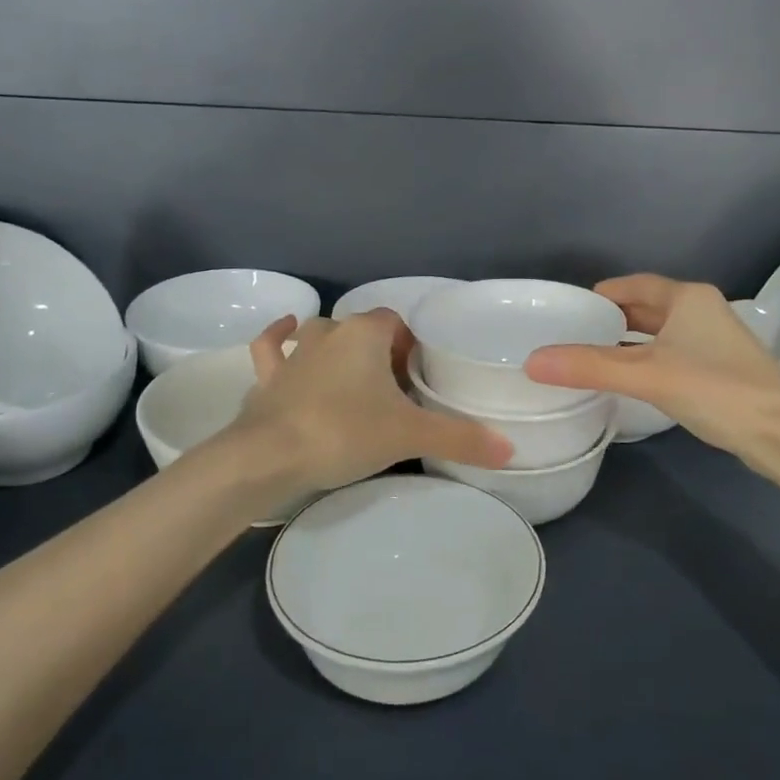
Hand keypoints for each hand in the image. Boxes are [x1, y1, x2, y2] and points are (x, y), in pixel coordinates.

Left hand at [219, 310, 513, 502]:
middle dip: (377, 352)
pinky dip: (278, 340)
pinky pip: (271, 348)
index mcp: (365, 333)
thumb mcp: (410, 435)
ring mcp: (294, 352)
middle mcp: (329, 331)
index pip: (397, 323)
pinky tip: (285, 333)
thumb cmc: (345, 432)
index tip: (417, 380)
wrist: (268, 457)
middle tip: (392, 391)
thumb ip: (460, 438)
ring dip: (333, 346)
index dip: (410, 347)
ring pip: (318, 334)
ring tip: (350, 375)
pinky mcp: (268, 376)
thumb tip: (511, 448)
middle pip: (361, 330)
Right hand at [524, 275, 779, 470]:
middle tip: (575, 333)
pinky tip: (631, 381)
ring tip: (593, 356)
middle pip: (648, 307)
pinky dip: (648, 361)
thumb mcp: (648, 376)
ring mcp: (716, 342)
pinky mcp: (721, 371)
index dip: (603, 293)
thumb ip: (590, 366)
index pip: (635, 284)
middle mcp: (703, 312)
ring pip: (662, 334)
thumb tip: (532, 361)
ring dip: (631, 342)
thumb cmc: (717, 389)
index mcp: (688, 298)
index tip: (571, 308)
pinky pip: (672, 355)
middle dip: (614, 318)